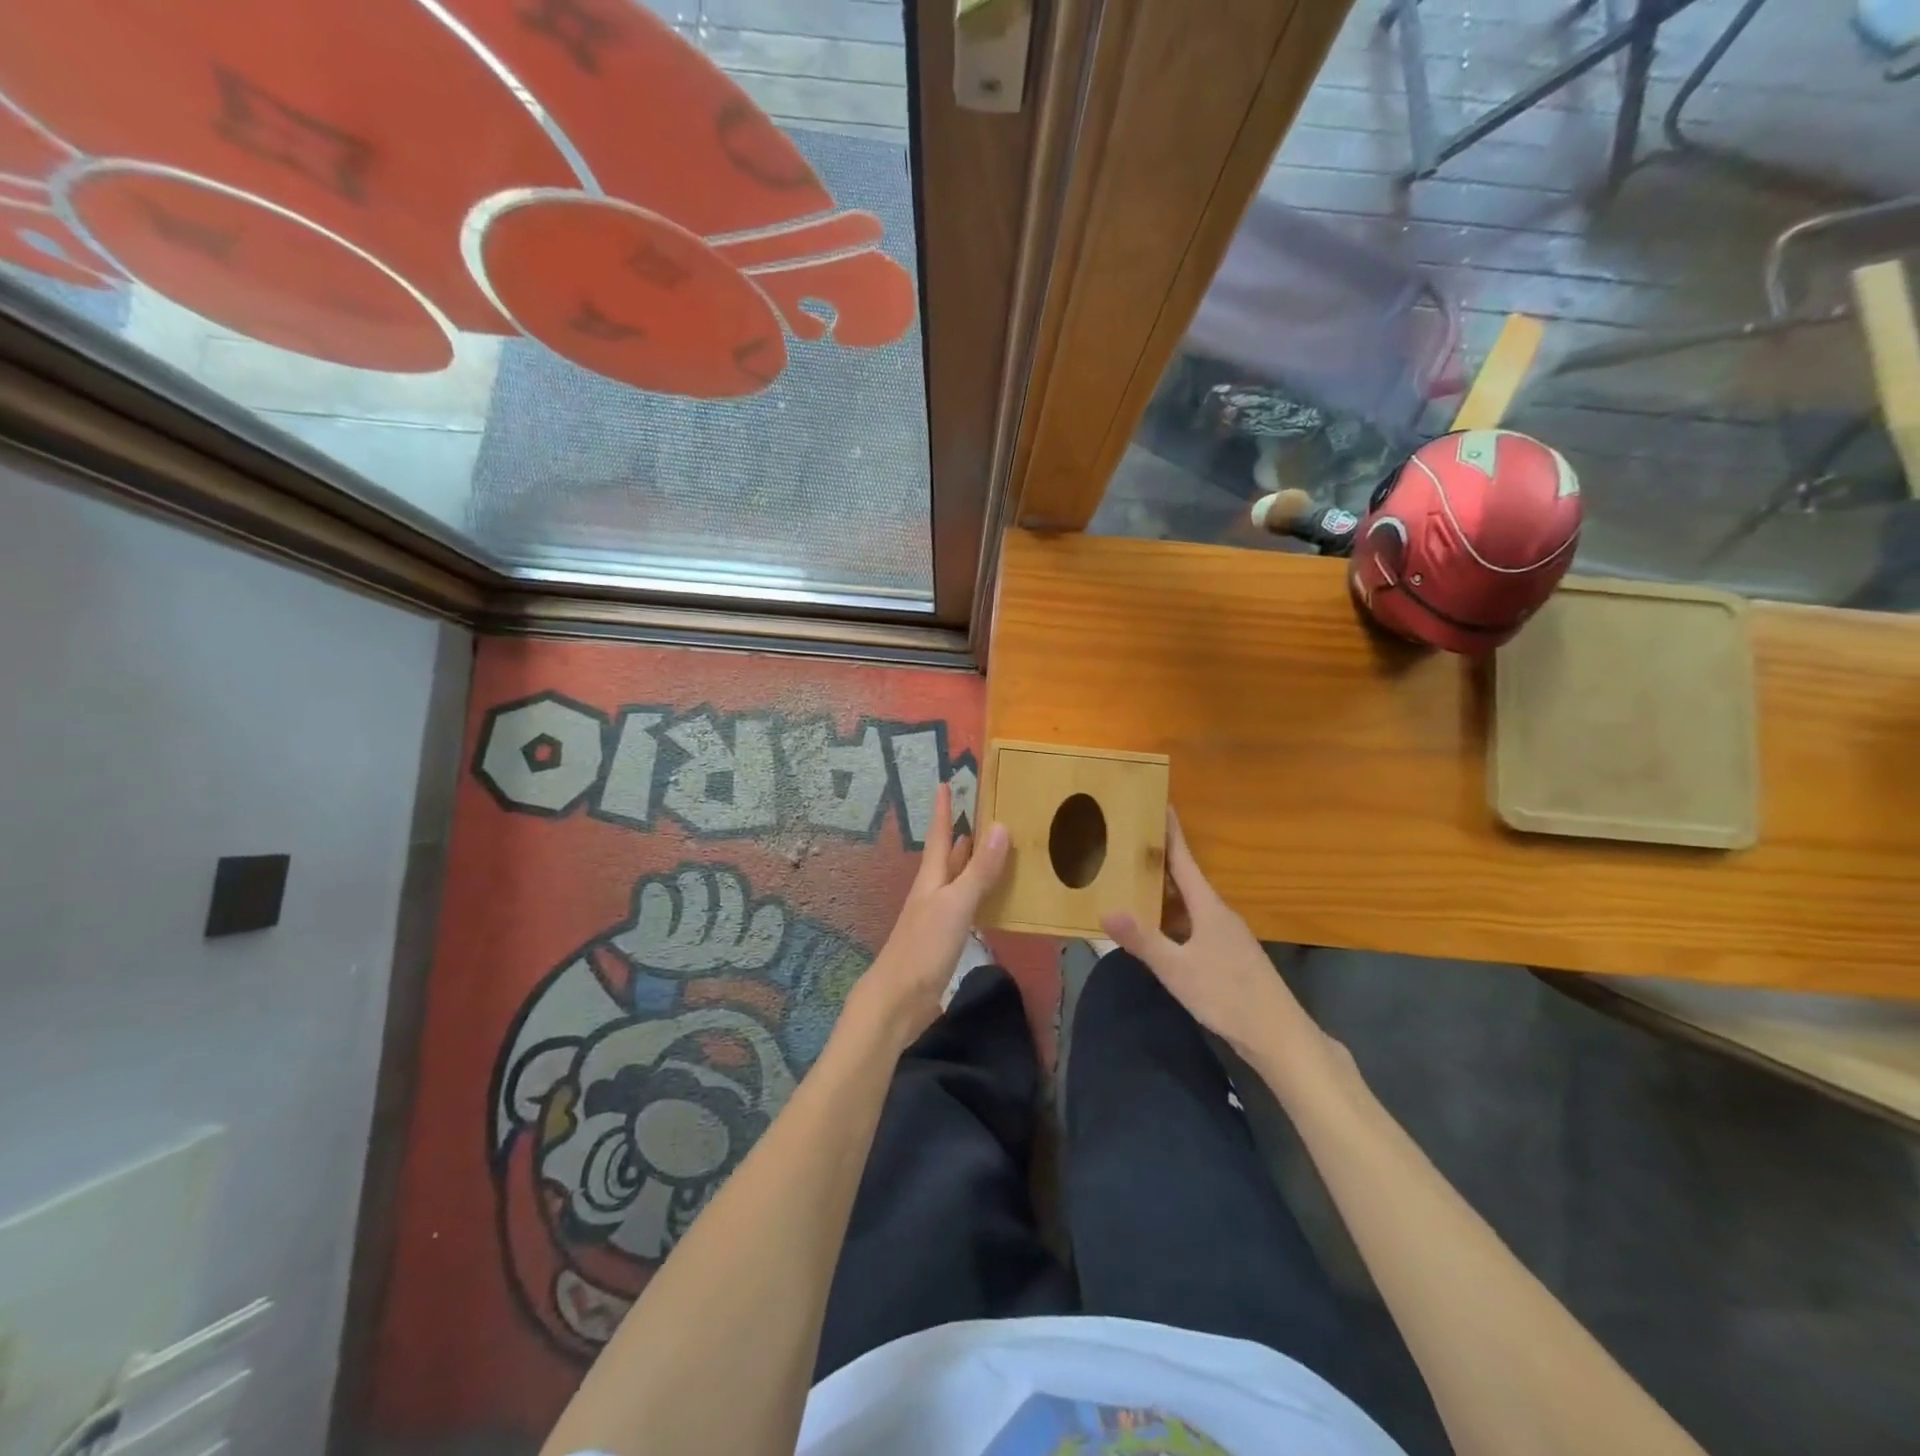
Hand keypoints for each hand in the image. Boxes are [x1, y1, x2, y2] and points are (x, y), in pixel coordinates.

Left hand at [845, 783, 1008, 1049]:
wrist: (899, 1000)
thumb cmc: (923, 947)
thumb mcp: (955, 905)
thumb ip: (978, 870)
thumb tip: (999, 826)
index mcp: (932, 879)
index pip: (938, 835)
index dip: (942, 810)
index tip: (945, 783)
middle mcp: (932, 892)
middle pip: (947, 856)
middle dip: (960, 834)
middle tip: (982, 813)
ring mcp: (937, 916)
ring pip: (957, 880)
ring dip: (972, 863)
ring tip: (992, 847)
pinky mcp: (944, 939)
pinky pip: (966, 906)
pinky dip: (979, 894)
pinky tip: (992, 899)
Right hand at [1101, 809, 1319, 1060]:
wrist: (1278, 1036)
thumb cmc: (1228, 996)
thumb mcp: (1178, 970)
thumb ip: (1143, 940)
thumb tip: (1106, 910)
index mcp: (1208, 907)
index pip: (1185, 860)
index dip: (1171, 832)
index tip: (1160, 803)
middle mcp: (1218, 914)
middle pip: (1185, 878)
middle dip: (1159, 859)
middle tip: (1128, 842)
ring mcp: (1226, 935)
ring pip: (1189, 903)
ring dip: (1164, 890)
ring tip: (1132, 880)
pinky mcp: (1227, 955)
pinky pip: (1193, 923)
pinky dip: (1172, 916)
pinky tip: (1156, 928)